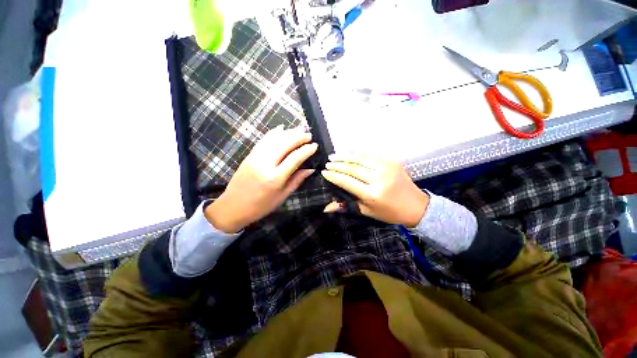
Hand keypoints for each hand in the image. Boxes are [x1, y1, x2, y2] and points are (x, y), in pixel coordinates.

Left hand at [205, 125, 317, 232]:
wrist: (233, 206)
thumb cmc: (261, 206)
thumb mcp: (282, 196)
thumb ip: (297, 180)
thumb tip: (310, 169)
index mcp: (275, 178)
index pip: (295, 158)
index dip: (306, 150)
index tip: (315, 145)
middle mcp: (265, 164)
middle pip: (285, 144)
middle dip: (299, 137)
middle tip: (309, 135)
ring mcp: (255, 157)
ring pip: (274, 139)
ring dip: (288, 132)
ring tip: (299, 129)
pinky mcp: (249, 155)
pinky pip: (263, 140)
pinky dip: (274, 133)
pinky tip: (281, 128)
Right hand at [321, 153, 429, 226]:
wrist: (416, 206)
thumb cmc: (390, 213)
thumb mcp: (367, 212)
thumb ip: (346, 206)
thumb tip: (326, 207)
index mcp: (373, 194)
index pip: (347, 181)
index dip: (334, 176)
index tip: (324, 172)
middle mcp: (379, 178)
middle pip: (353, 168)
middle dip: (337, 164)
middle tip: (327, 163)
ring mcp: (387, 167)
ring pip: (360, 158)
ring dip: (345, 156)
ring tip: (333, 156)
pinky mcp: (392, 161)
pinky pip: (370, 155)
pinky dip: (357, 153)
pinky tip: (349, 153)